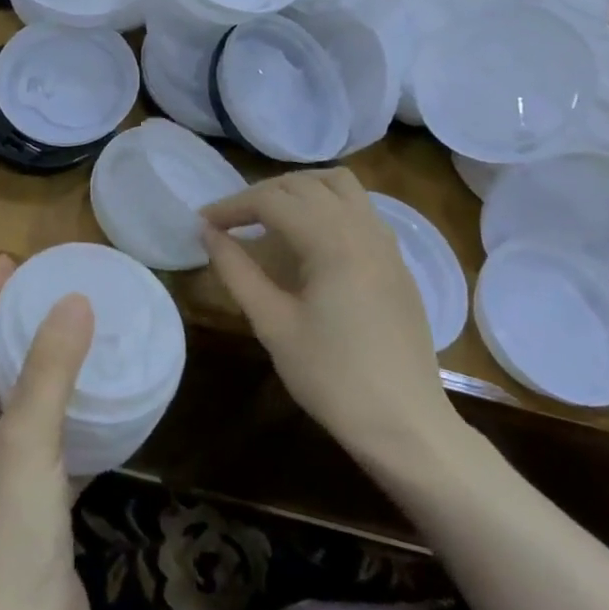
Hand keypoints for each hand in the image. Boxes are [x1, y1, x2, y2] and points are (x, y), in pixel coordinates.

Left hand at [0, 257, 92, 609]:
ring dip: (42, 371)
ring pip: (21, 408)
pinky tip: (101, 407)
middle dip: (8, 329)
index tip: (8, 263)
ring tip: (76, 338)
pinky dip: (72, 418)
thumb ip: (49, 368)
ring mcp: (3, 481)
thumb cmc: (12, 532)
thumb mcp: (28, 438)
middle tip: (45, 294)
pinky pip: (53, 444)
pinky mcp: (37, 508)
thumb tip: (74, 301)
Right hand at [199, 169, 462, 461]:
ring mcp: (387, 242)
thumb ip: (237, 271)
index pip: (272, 201)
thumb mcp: (273, 325)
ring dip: (299, 190)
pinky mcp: (397, 261)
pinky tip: (309, 239)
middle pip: (304, 185)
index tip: (203, 222)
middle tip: (230, 222)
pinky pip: (360, 209)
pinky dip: (327, 205)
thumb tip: (208, 233)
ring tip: (269, 218)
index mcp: (333, 241)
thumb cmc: (332, 377)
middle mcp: (363, 227)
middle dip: (261, 195)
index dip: (232, 206)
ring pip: (339, 186)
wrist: (406, 424)